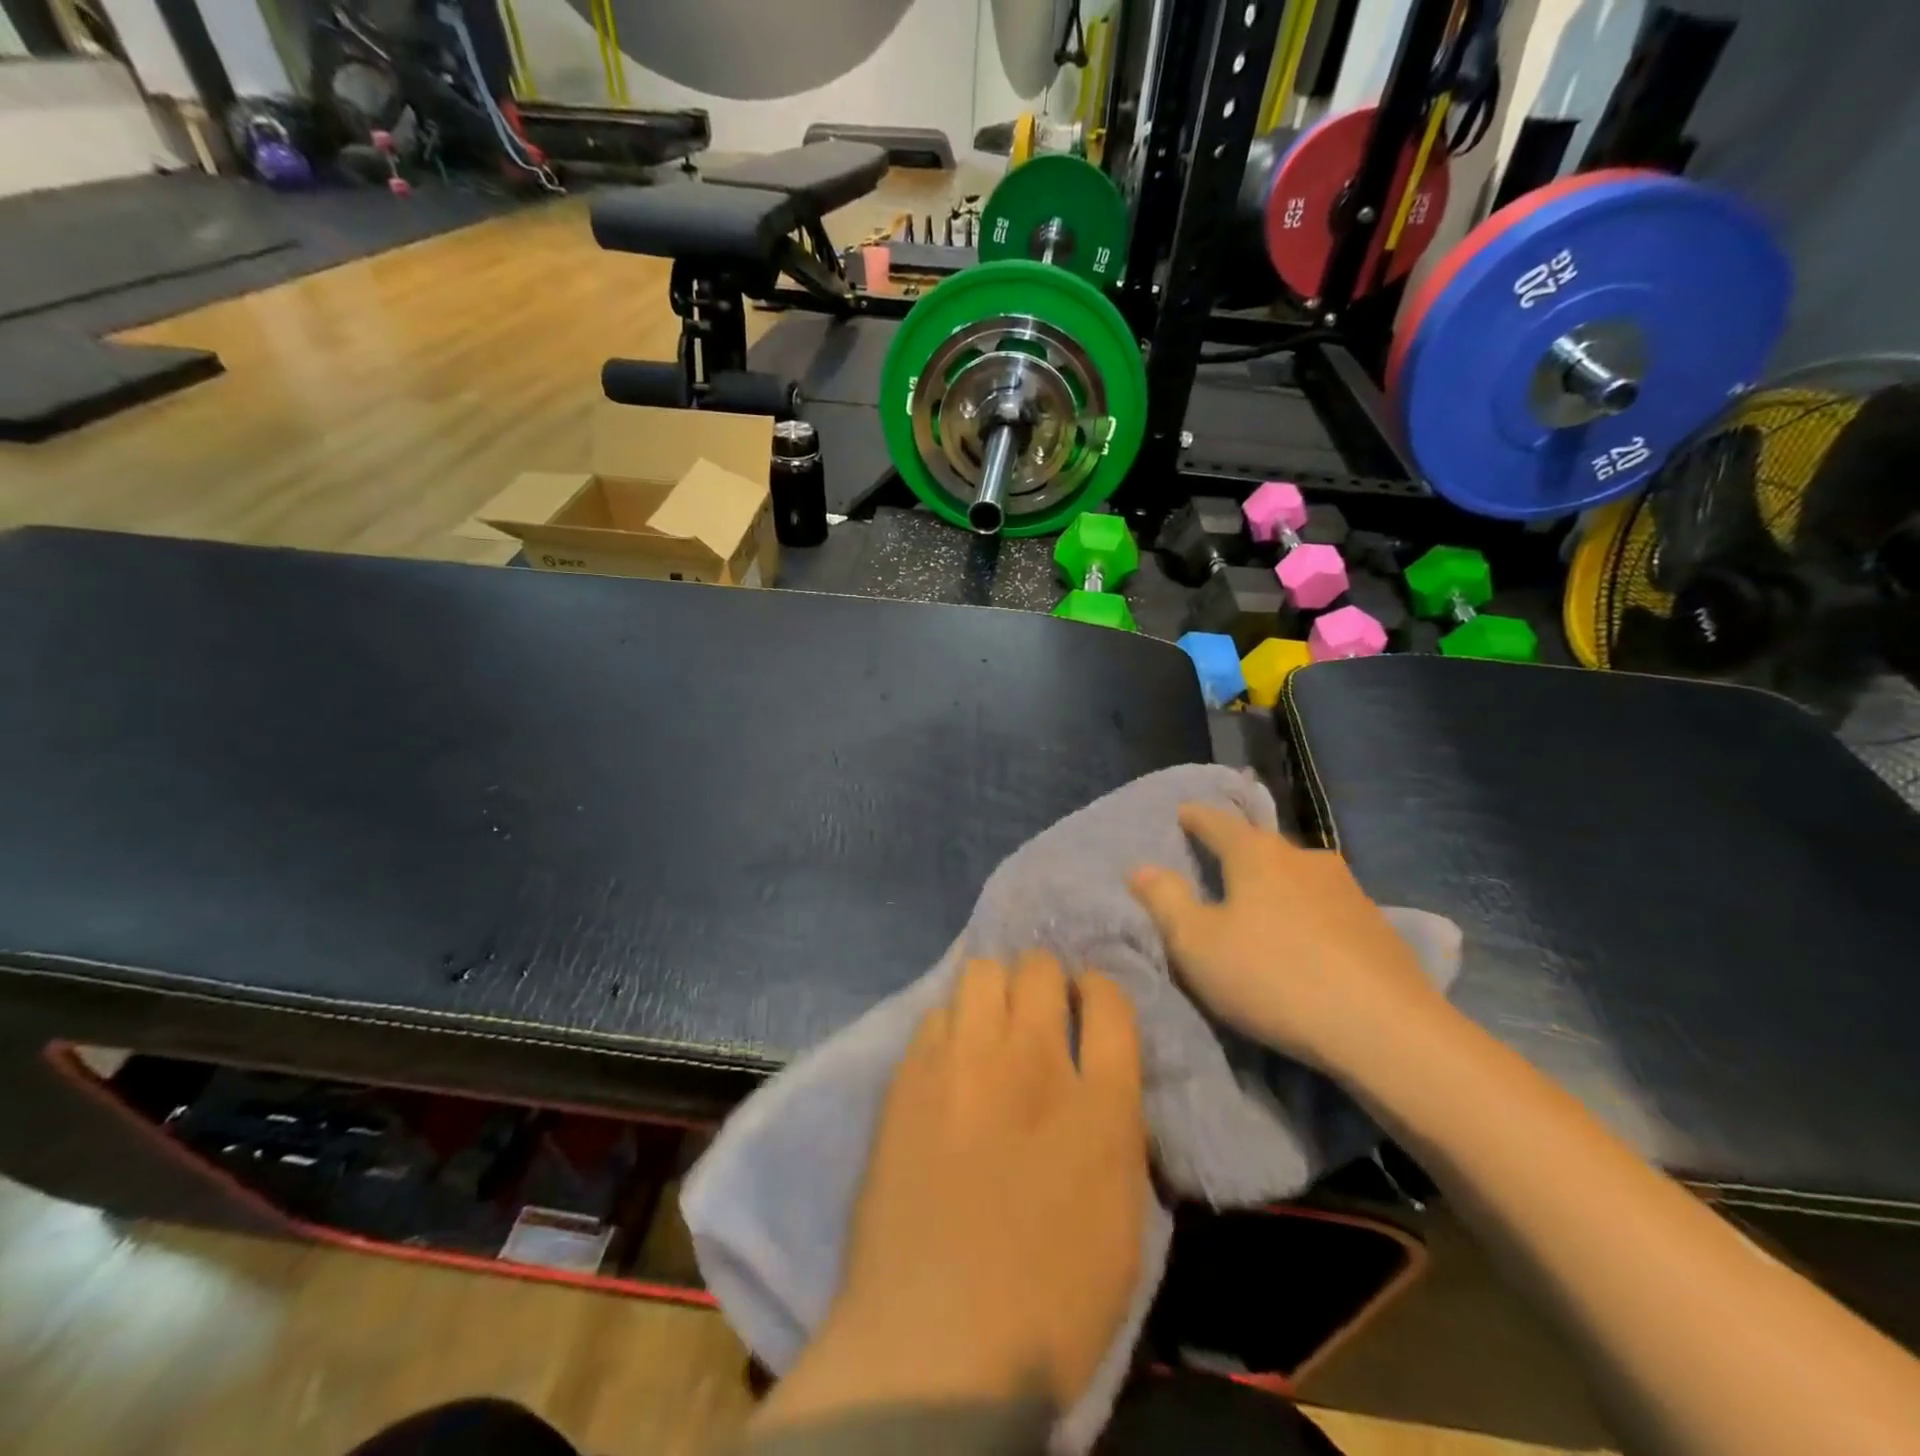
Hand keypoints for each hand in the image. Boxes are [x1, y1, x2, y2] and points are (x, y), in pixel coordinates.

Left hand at [755, 953, 1149, 1428]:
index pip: (1109, 999)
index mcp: (1100, 1105)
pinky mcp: (910, 1075)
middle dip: (1045, 980)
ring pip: (982, 971)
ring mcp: (964, 1062)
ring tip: (990, 1027)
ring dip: (994, 991)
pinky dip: (949, 1026)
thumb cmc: (1048, 1304)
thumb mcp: (1122, 1224)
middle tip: (1038, 1014)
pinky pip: (935, 1014)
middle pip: (1040, 967)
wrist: (934, 1344)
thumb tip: (1098, 1084)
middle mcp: (1033, 1062)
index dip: (1099, 991)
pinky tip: (947, 1062)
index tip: (1088, 1005)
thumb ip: (1115, 1132)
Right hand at [1128, 804, 1447, 1076]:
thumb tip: (1141, 868)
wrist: (1385, 1030)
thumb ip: (1165, 901)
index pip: (1218, 822)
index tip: (1183, 812)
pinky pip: (1327, 908)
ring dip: (1276, 886)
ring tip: (1261, 908)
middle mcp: (1305, 858)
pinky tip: (1305, 941)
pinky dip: (1307, 915)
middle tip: (1217, 867)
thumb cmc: (1273, 977)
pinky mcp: (1378, 926)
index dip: (1196, 817)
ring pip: (1298, 877)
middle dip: (1238, 853)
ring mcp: (1348, 890)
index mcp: (1257, 854)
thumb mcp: (1197, 944)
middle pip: (1262, 847)